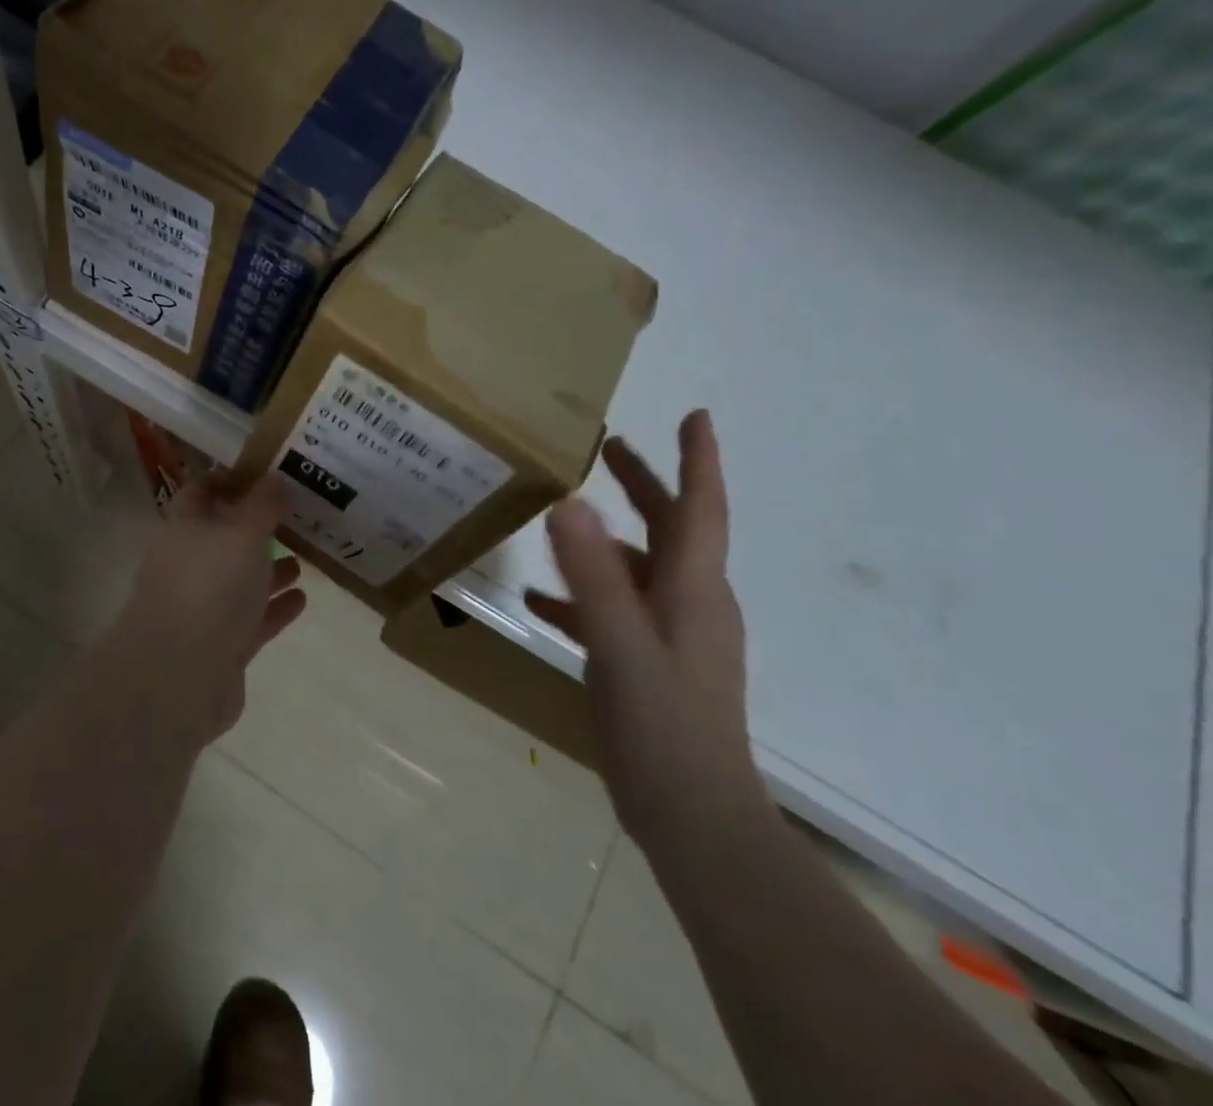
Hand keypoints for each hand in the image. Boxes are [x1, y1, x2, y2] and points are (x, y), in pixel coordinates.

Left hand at [100, 473, 307, 744]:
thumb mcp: (243, 531)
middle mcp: (189, 563)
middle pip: (224, 537)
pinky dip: (275, 607)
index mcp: (186, 528)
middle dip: (258, 528)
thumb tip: (274, 478)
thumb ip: (263, 503)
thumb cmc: (211, 586)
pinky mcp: (220, 646)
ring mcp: (203, 607)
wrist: (180, 675)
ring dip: (269, 569)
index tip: (267, 474)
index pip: (202, 491)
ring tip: (305, 559)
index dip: (230, 479)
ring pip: (240, 579)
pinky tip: (302, 600)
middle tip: (298, 519)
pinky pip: (252, 618)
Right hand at [525, 410, 768, 846]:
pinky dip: (582, 597)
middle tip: (610, 447)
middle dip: (644, 485)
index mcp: (692, 589)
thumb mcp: (620, 645)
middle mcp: (690, 603)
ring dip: (606, 538)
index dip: (698, 461)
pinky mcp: (652, 664)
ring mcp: (673, 636)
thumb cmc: (664, 729)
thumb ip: (593, 576)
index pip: (701, 509)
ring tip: (561, 515)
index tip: (695, 416)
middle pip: (670, 529)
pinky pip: (615, 613)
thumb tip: (568, 503)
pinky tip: (536, 603)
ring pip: (638, 569)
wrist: (695, 821)